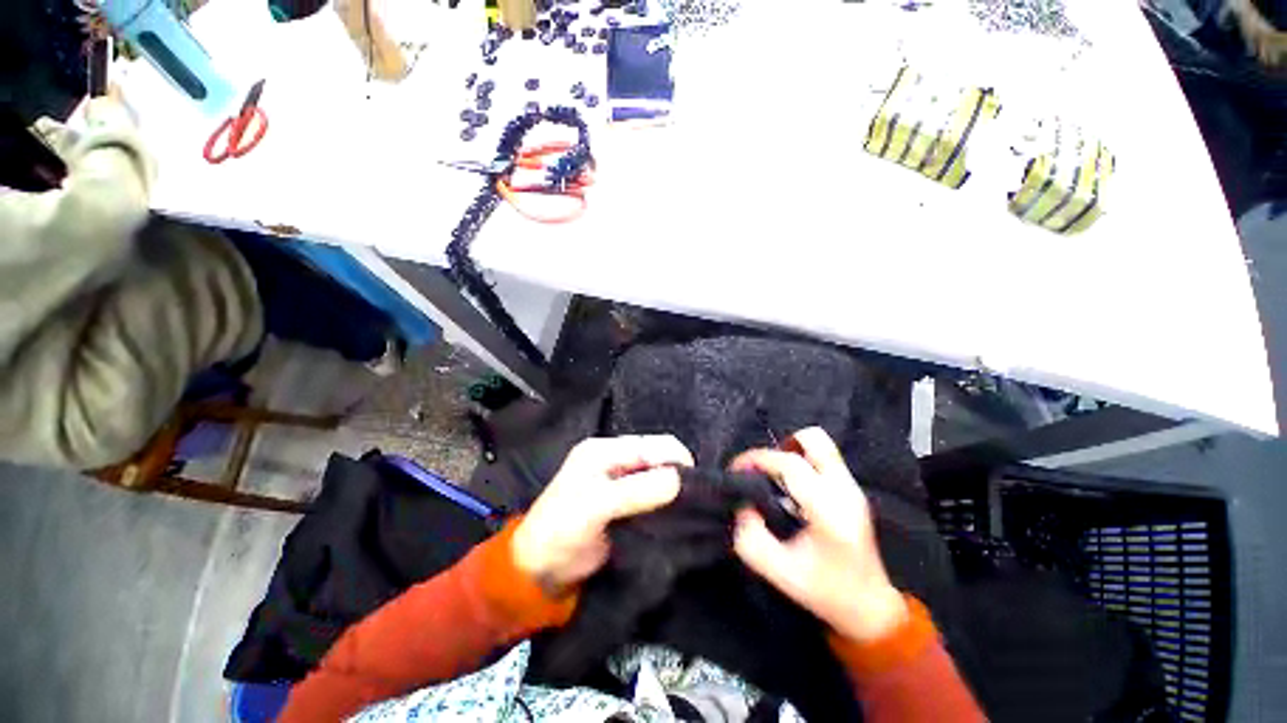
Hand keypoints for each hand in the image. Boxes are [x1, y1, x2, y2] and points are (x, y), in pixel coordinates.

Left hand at [512, 435, 692, 594]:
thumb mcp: (594, 508)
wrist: (538, 571)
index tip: (695, 486)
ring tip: (688, 510)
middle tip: (693, 502)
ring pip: (658, 477)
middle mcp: (615, 460)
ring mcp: (620, 482)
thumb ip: (634, 491)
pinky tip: (675, 516)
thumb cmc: (560, 532)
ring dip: (673, 491)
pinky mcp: (625, 503)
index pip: (651, 444)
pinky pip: (653, 496)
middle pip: (657, 457)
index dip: (675, 460)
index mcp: (604, 450)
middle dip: (677, 474)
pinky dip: (666, 504)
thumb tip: (678, 479)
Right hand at [730, 427, 907, 641]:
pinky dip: (802, 463)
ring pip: (821, 445)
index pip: (790, 464)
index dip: (758, 458)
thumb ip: (750, 537)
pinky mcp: (853, 491)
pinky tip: (791, 490)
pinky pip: (823, 459)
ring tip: (776, 477)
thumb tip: (742, 505)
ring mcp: (852, 488)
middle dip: (780, 446)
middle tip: (763, 470)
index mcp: (829, 509)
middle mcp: (844, 490)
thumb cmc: (825, 592)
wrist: (869, 607)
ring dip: (792, 452)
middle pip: (814, 439)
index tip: (736, 468)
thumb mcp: (778, 571)